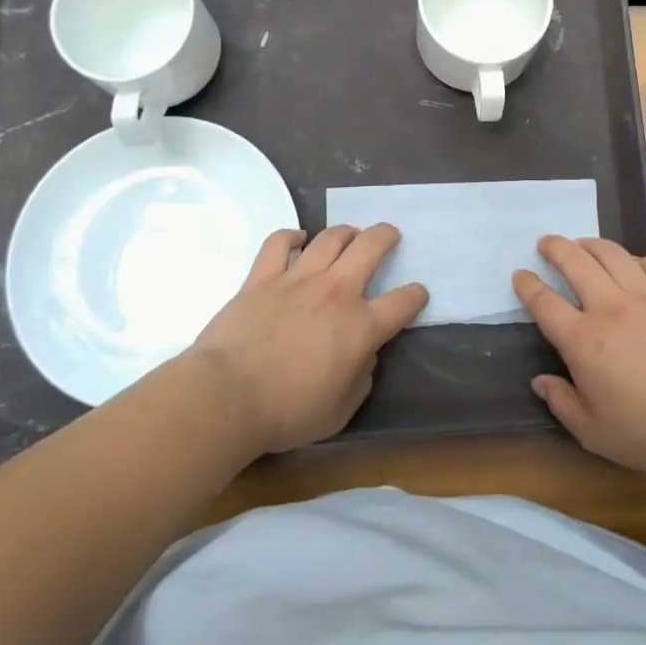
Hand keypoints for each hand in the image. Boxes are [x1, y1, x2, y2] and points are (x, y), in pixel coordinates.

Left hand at [188, 224, 427, 453]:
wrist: (228, 396)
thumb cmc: (288, 412)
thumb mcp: (340, 411)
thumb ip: (360, 379)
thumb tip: (363, 357)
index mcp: (361, 327)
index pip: (403, 302)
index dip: (415, 296)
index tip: (417, 294)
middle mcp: (336, 292)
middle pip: (371, 247)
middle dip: (386, 236)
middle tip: (389, 236)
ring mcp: (298, 279)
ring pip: (330, 237)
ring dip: (346, 232)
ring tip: (350, 234)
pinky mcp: (262, 277)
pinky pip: (279, 243)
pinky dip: (292, 236)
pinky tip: (298, 239)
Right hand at [515, 236, 645, 475]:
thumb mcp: (594, 432)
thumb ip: (562, 403)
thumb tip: (540, 381)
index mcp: (582, 340)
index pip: (544, 302)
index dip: (527, 285)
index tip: (520, 275)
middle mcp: (609, 307)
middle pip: (574, 261)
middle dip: (554, 247)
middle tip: (546, 242)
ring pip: (611, 253)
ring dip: (590, 244)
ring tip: (582, 244)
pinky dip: (632, 259)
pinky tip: (630, 264)